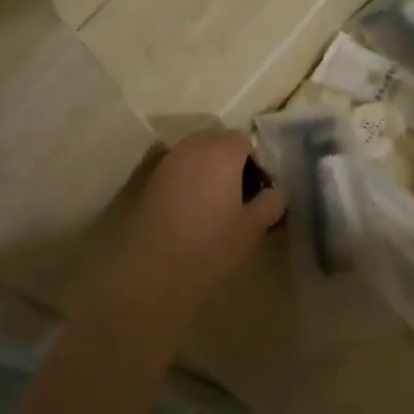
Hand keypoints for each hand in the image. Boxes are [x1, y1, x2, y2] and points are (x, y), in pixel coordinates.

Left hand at [105, 129, 284, 311]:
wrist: (151, 272)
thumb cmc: (210, 247)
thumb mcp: (252, 229)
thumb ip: (269, 204)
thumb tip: (270, 194)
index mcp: (221, 153)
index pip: (243, 141)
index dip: (253, 162)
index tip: (255, 190)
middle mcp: (191, 149)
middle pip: (214, 141)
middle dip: (226, 159)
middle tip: (234, 194)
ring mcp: (164, 163)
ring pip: (191, 154)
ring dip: (203, 169)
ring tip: (209, 203)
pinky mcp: (143, 182)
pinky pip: (171, 169)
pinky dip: (181, 179)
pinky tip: (184, 208)